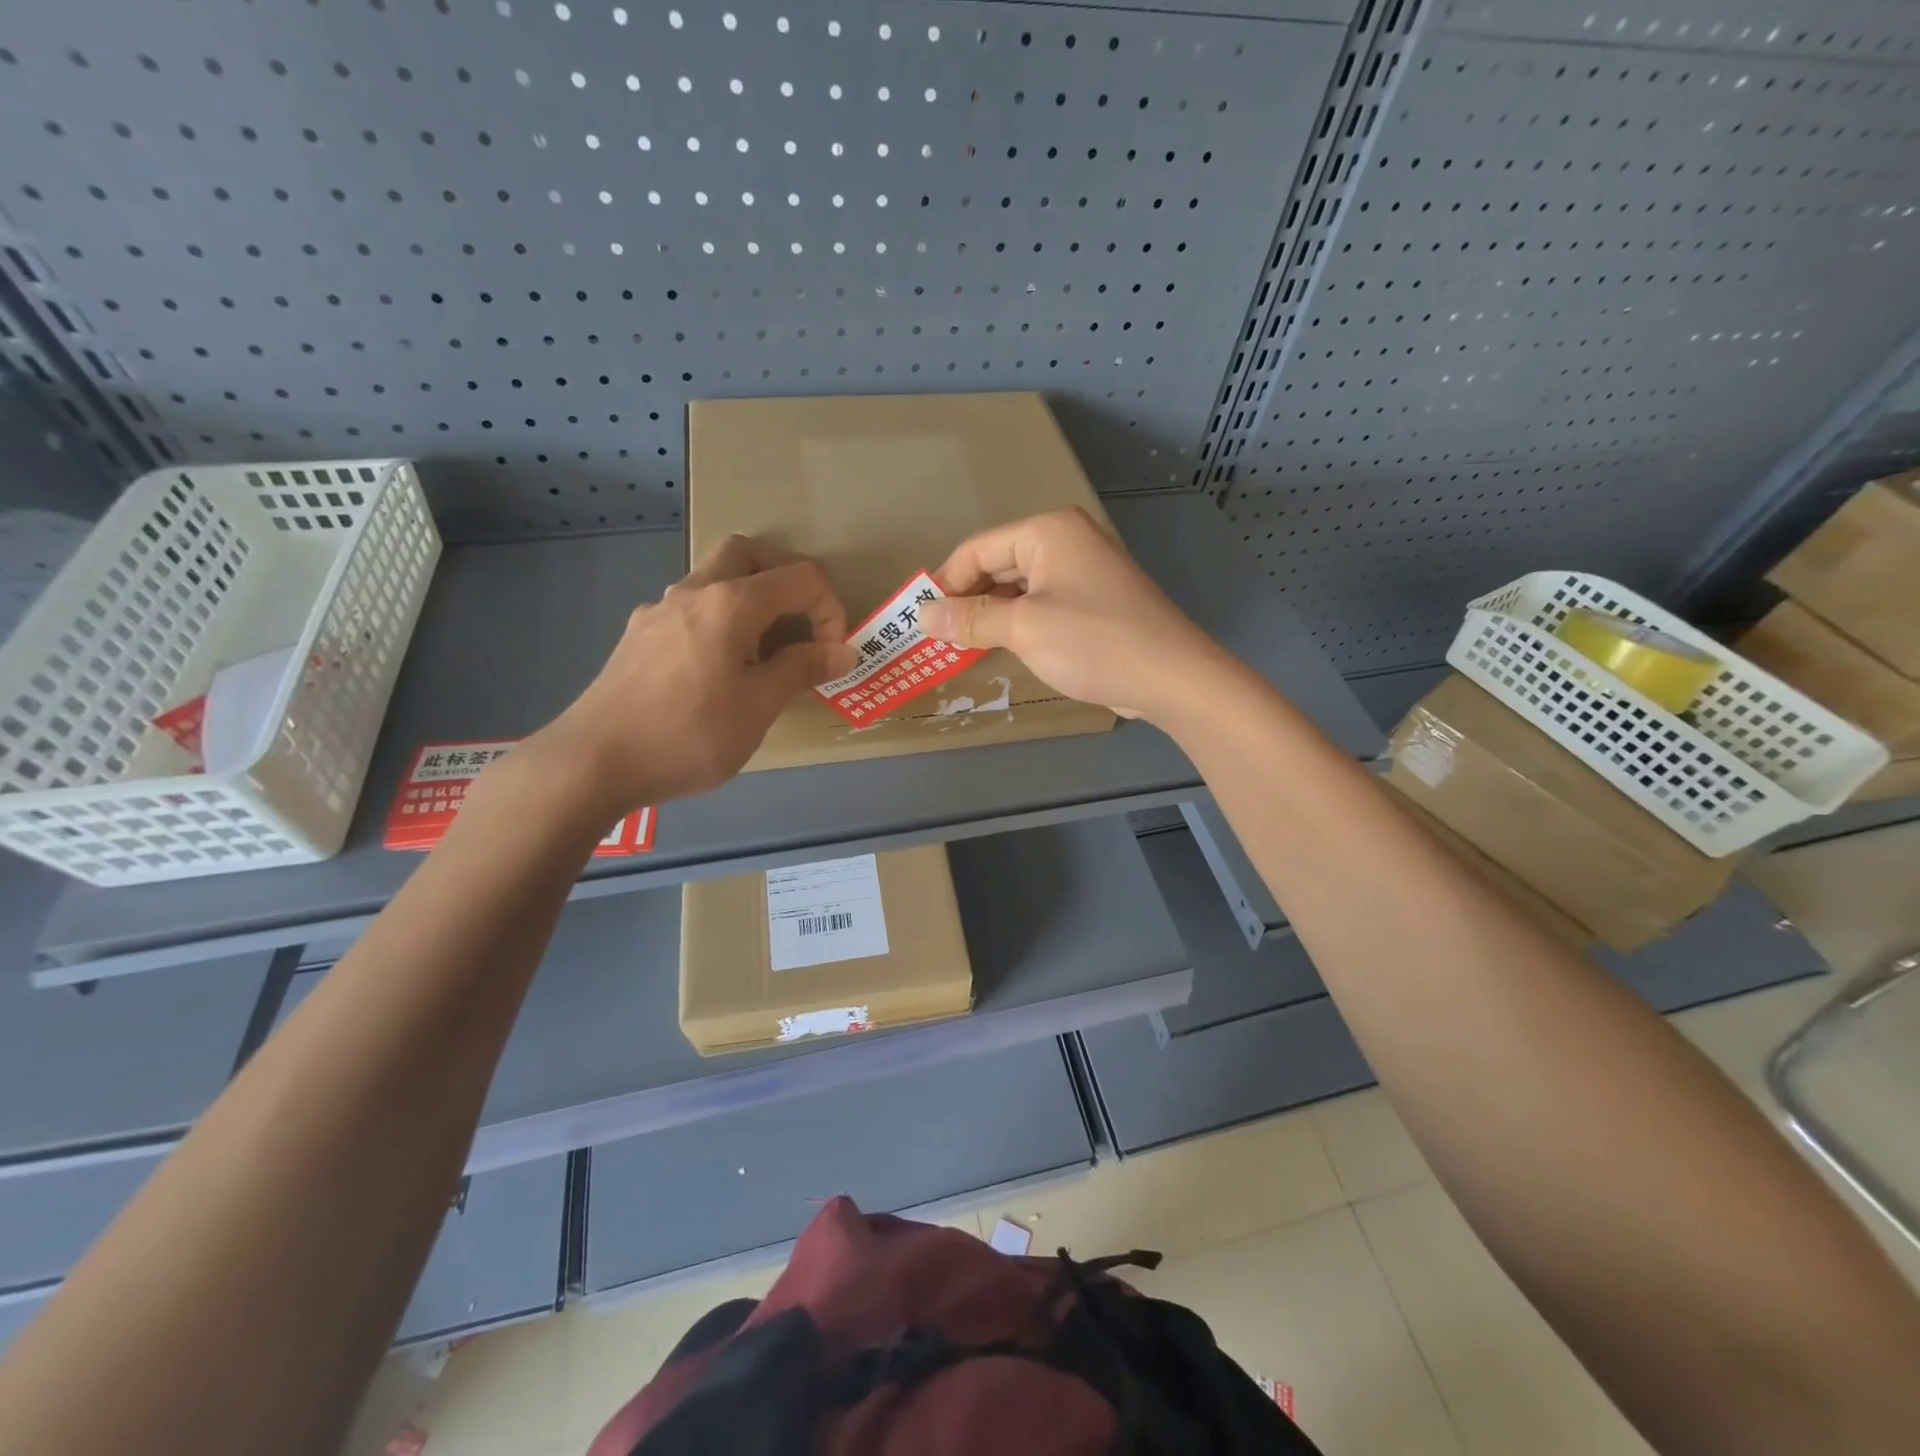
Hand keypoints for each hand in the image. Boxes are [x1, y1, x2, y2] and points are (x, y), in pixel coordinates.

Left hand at [515, 536, 856, 817]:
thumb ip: (802, 669)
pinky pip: (689, 609)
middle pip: (747, 552)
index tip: (831, 654)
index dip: (830, 609)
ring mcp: (659, 611)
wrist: (594, 762)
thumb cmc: (689, 734)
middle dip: (785, 575)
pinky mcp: (638, 636)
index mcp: (731, 603)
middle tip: (802, 618)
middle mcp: (694, 592)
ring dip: (749, 597)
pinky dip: (718, 620)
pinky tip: (716, 668)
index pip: (800, 578)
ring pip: (712, 578)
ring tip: (762, 650)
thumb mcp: (759, 706)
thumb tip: (843, 650)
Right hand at [916, 507, 1223, 721]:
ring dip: (991, 615)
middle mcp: (1065, 541)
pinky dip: (1018, 623)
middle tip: (937, 637)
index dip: (945, 583)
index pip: (977, 549)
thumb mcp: (1023, 628)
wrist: (1171, 676)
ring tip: (961, 646)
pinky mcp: (1094, 601)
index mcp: (1047, 531)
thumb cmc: (1093, 641)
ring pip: (1019, 587)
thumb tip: (921, 615)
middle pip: (998, 565)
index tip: (920, 620)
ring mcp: (1083, 571)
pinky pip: (1042, 604)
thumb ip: (970, 618)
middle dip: (967, 600)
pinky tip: (1001, 647)